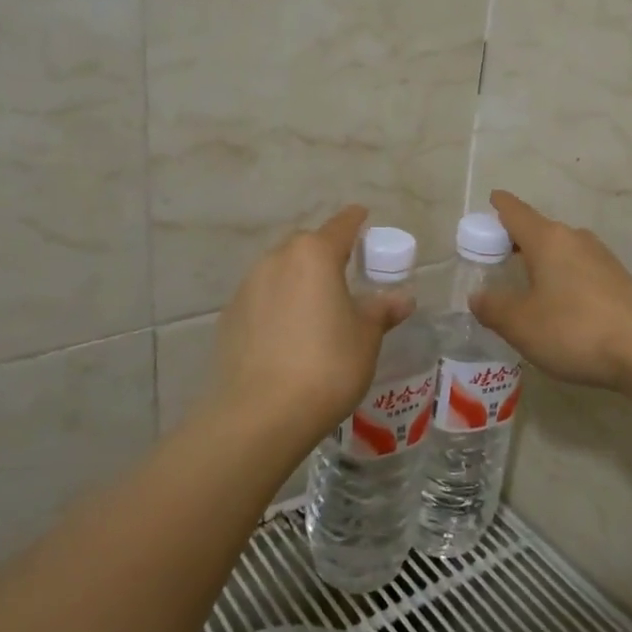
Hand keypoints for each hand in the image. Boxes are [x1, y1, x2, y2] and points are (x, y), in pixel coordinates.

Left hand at [204, 206, 410, 444]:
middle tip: (345, 276)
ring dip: (299, 281)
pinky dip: (277, 305)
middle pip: (306, 246)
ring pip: (280, 271)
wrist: (260, 413)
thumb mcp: (365, 338)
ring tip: (316, 311)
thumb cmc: (327, 366)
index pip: (341, 225)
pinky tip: (287, 336)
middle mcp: (277, 259)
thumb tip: (402, 298)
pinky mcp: (230, 315)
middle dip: (325, 254)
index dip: (355, 221)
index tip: (363, 217)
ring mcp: (248, 287)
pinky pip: (262, 298)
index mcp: (314, 255)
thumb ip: (381, 311)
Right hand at [470, 190, 631, 392]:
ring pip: (562, 250)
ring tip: (525, 283)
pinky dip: (562, 277)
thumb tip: (478, 297)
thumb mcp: (520, 324)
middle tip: (496, 257)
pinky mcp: (618, 281)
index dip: (500, 206)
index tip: (491, 200)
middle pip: (539, 230)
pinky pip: (580, 269)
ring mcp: (602, 258)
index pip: (516, 212)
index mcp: (547, 239)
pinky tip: (558, 304)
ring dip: (542, 261)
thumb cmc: (573, 329)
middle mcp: (575, 239)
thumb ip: (493, 308)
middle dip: (517, 239)